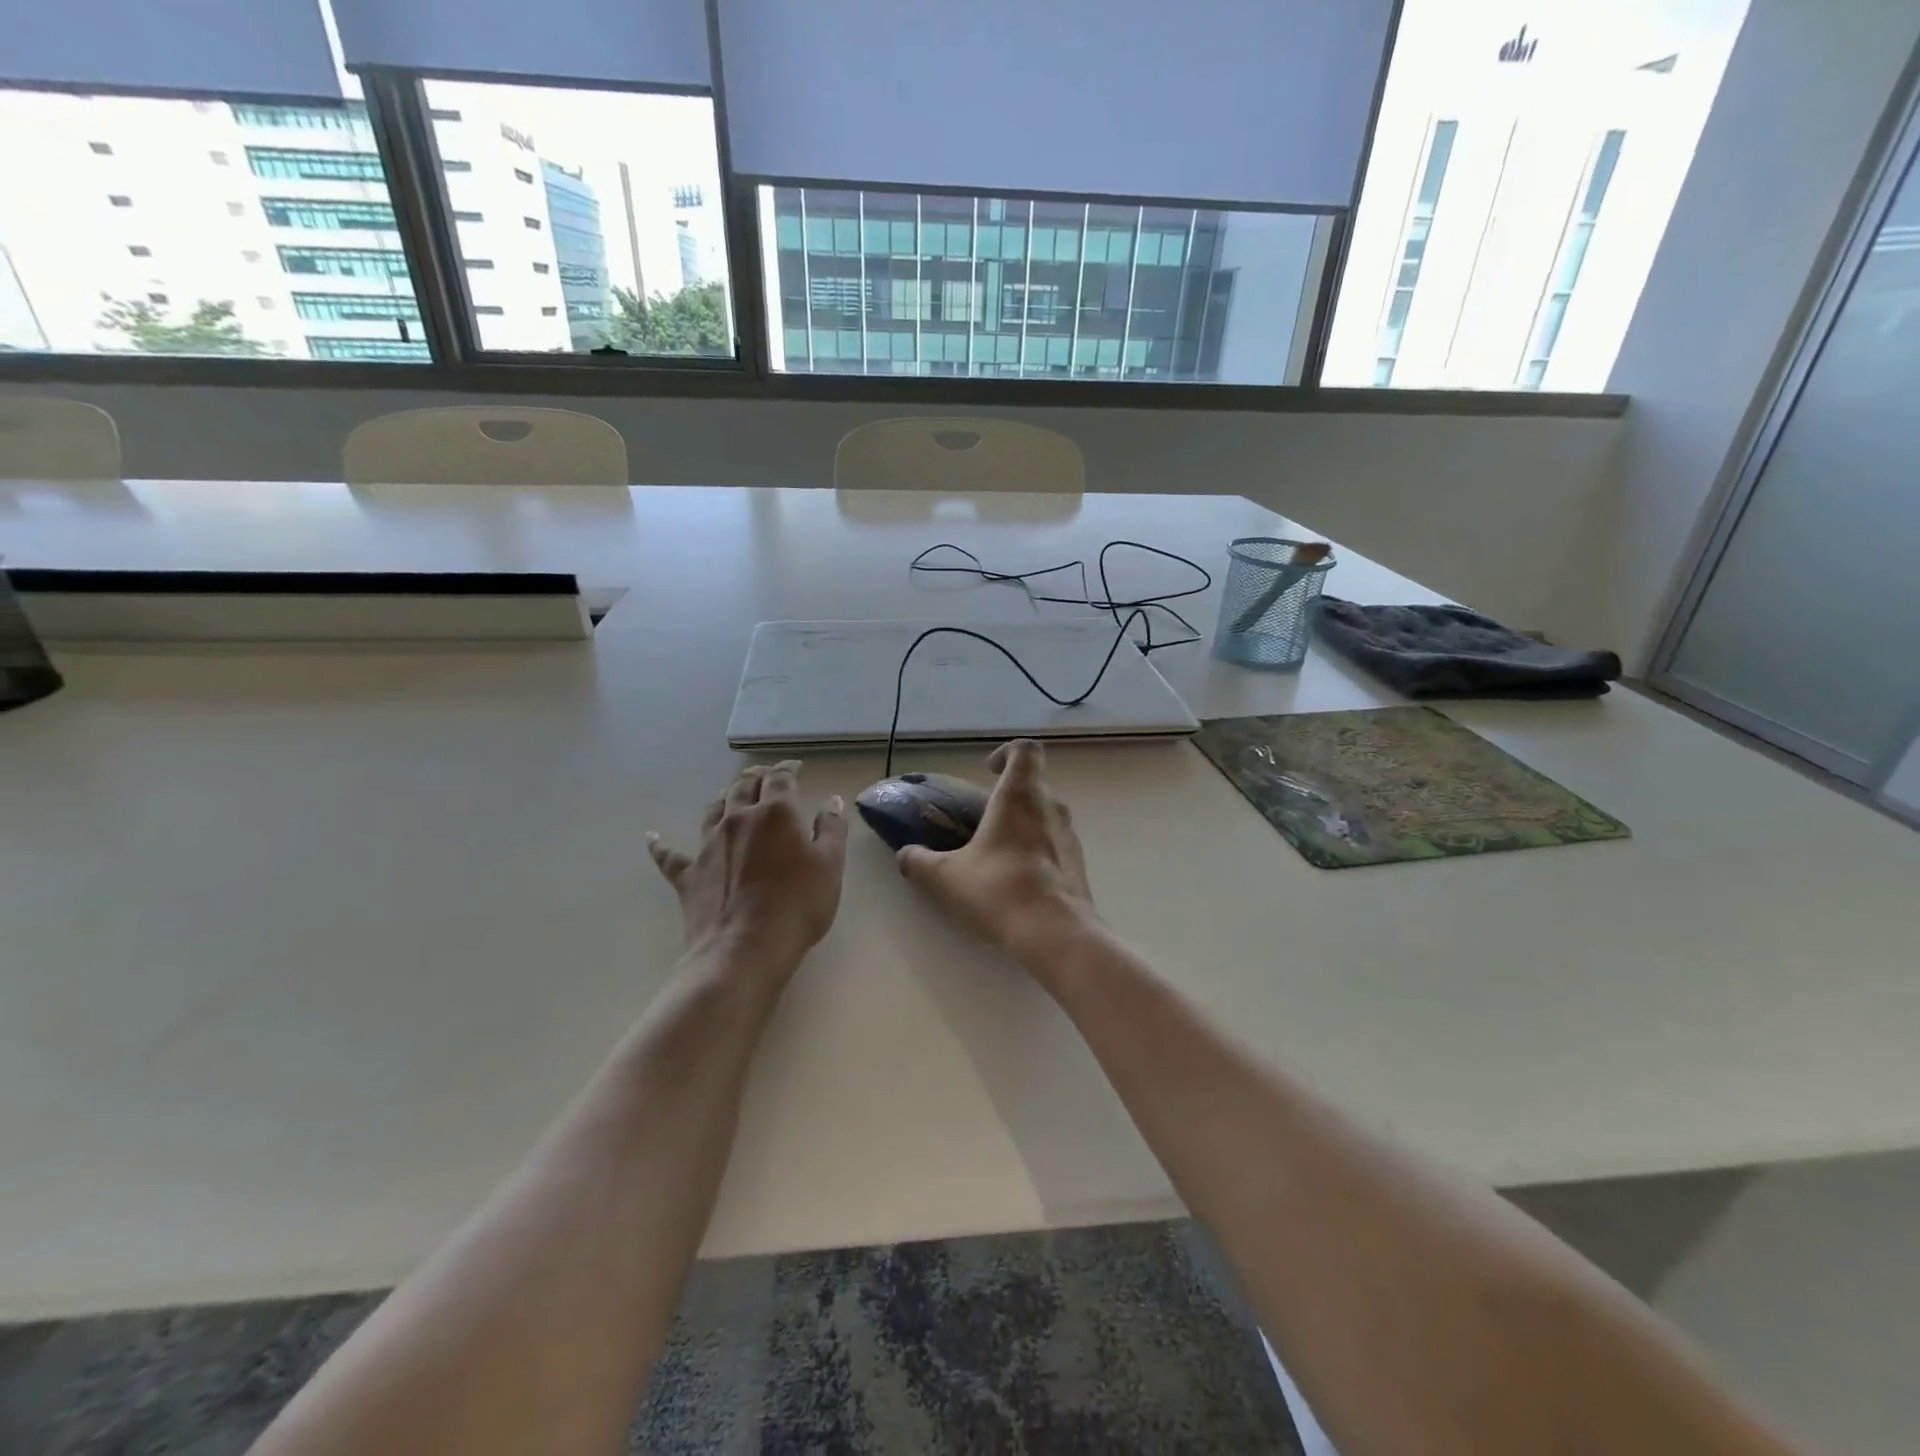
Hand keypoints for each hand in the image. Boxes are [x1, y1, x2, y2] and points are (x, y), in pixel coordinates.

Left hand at [648, 760, 847, 972]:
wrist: (744, 949)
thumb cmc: (797, 905)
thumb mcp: (830, 866)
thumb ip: (832, 829)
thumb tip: (832, 801)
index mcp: (776, 813)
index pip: (781, 779)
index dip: (789, 769)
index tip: (796, 767)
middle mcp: (739, 819)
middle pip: (744, 786)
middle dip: (757, 776)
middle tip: (766, 775)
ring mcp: (708, 845)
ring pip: (714, 809)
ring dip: (724, 797)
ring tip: (731, 794)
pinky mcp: (688, 874)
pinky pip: (669, 855)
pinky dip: (660, 845)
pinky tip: (651, 837)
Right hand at [896, 739, 1095, 958]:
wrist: (1054, 934)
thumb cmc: (998, 890)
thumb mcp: (945, 878)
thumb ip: (919, 862)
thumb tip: (905, 855)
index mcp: (1019, 797)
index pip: (1024, 750)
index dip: (1006, 752)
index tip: (988, 770)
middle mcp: (1050, 808)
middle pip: (1035, 784)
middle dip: (1009, 795)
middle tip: (983, 818)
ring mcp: (1069, 837)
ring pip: (1047, 815)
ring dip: (1024, 823)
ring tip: (998, 851)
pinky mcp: (1078, 865)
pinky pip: (1056, 844)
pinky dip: (1038, 850)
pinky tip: (1018, 879)